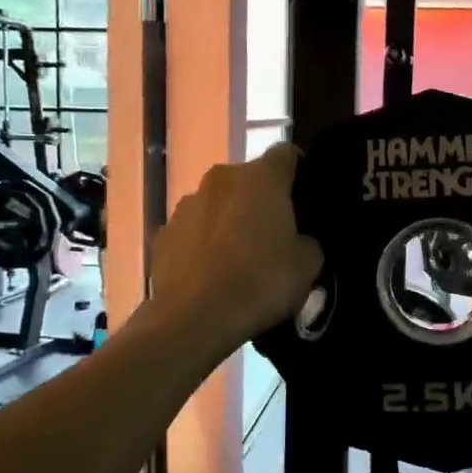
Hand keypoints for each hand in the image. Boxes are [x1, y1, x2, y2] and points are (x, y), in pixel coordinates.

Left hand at [150, 145, 323, 352]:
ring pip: (217, 203)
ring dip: (229, 219)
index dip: (299, 171)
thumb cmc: (262, 281)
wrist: (196, 318)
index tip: (305, 196)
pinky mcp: (162, 234)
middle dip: (261, 199)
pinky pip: (192, 231)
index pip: (287, 154)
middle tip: (275, 233)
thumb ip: (309, 240)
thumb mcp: (309, 265)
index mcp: (261, 177)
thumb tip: (300, 239)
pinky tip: (211, 272)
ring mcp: (186, 205)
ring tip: (238, 256)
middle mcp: (220, 178)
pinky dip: (203, 243)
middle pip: (248, 179)